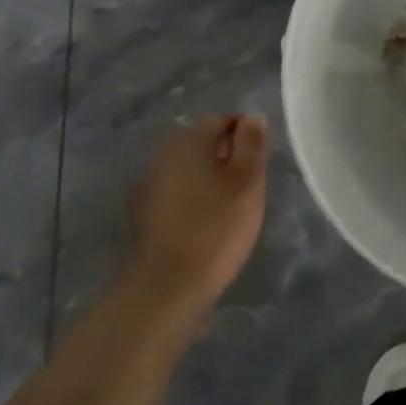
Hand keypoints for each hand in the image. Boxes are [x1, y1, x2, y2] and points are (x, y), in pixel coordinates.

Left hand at [121, 114, 268, 325]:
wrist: (165, 287)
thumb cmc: (215, 227)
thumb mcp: (247, 181)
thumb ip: (251, 143)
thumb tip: (252, 117)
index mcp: (189, 139)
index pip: (222, 120)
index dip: (246, 135)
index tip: (262, 161)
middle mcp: (163, 153)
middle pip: (202, 143)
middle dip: (228, 156)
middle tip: (251, 185)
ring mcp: (148, 184)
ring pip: (189, 169)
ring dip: (210, 179)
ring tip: (232, 206)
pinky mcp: (143, 213)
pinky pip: (177, 192)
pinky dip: (194, 199)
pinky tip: (207, 223)